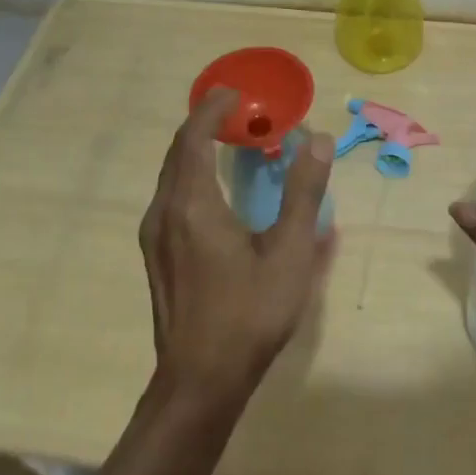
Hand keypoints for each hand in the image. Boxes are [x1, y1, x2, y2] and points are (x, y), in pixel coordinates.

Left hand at [138, 88, 336, 409]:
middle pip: (179, 151)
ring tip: (230, 142)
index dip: (212, 109)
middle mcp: (165, 212)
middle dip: (205, 124)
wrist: (199, 382)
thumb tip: (319, 140)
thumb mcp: (290, 253)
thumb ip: (304, 192)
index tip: (235, 92)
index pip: (194, 137)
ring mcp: (155, 236)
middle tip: (238, 110)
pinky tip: (217, 189)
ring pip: (172, 175)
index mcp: (193, 204)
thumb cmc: (249, 314)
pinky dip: (192, 174)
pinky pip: (171, 196)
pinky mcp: (157, 255)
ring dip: (197, 149)